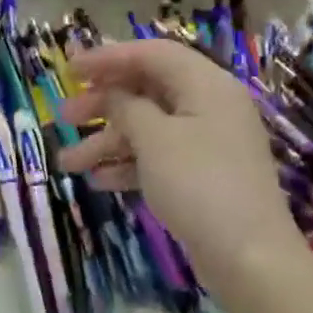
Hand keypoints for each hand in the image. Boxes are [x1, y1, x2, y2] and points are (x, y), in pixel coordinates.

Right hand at [56, 40, 306, 274]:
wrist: (248, 258)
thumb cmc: (199, 184)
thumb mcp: (155, 139)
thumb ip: (126, 107)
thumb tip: (112, 94)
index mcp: (205, 85)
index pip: (152, 54)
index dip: (108, 57)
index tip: (69, 69)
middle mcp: (208, 107)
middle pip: (146, 91)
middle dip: (101, 104)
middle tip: (63, 117)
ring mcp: (206, 143)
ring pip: (147, 129)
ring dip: (106, 142)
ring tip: (67, 163)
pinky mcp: (201, 176)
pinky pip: (157, 158)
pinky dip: (128, 165)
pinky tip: (98, 181)